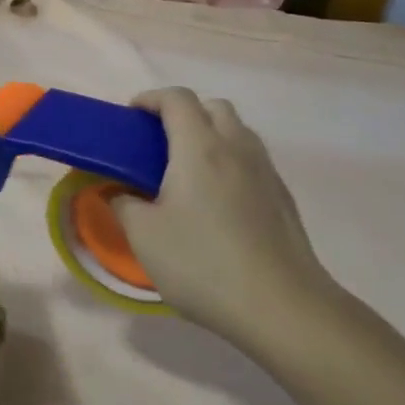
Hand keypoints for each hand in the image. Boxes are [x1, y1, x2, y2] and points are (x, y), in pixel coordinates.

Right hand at [112, 88, 344, 351]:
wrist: (281, 306)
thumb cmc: (202, 264)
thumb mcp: (144, 236)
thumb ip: (124, 204)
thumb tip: (121, 192)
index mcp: (200, 147)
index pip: (177, 99)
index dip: (151, 98)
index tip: (130, 115)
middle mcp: (237, 148)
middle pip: (212, 107)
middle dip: (183, 113)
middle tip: (158, 142)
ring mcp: (266, 171)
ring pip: (237, 132)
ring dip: (210, 135)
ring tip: (187, 171)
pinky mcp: (283, 197)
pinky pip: (252, 160)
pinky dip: (229, 161)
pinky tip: (216, 201)